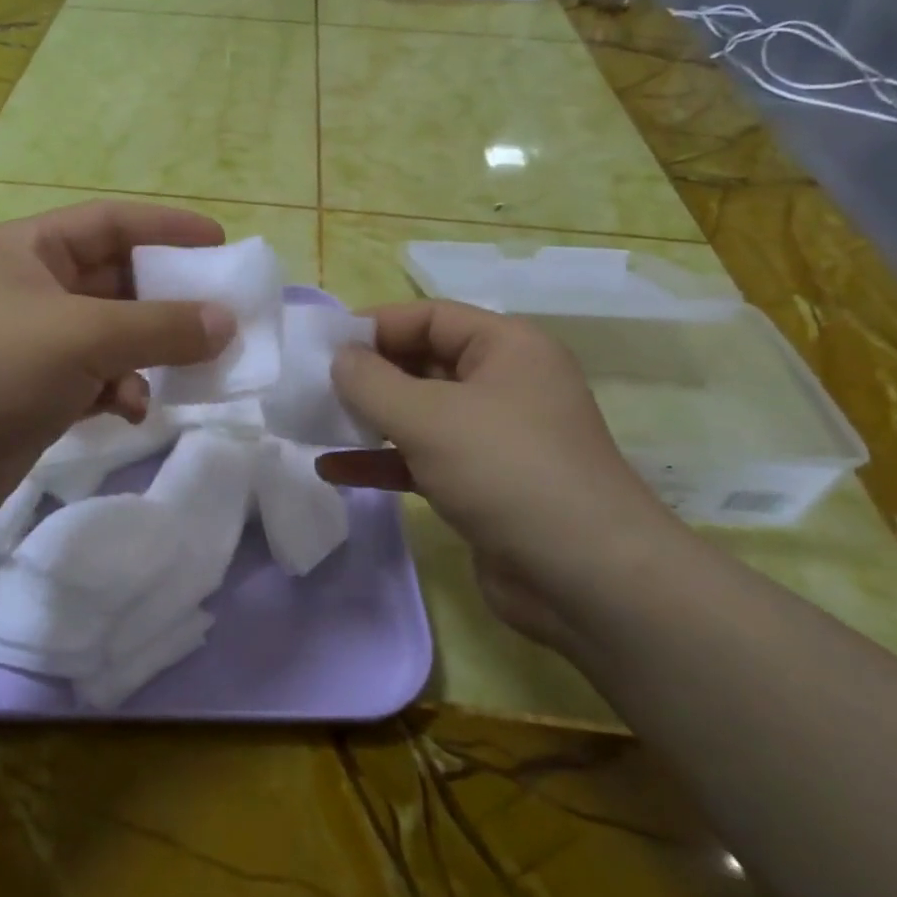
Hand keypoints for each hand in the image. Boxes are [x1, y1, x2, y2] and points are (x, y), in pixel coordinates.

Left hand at [0, 201, 235, 537]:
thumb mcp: (82, 336)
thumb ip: (160, 327)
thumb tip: (225, 323)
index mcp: (31, 250)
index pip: (112, 223)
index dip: (169, 229)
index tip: (222, 245)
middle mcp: (31, 289)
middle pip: (117, 282)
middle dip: (167, 301)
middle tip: (220, 317)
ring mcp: (31, 345)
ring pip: (111, 336)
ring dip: (147, 352)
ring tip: (186, 370)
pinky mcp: (33, 395)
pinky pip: (95, 380)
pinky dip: (119, 391)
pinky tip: (131, 410)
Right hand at [332, 301, 669, 651]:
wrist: (585, 579)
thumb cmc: (506, 471)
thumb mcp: (428, 417)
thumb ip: (371, 381)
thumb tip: (338, 358)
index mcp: (507, 347)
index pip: (429, 317)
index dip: (374, 326)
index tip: (322, 346)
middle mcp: (504, 384)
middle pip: (422, 363)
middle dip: (368, 375)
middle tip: (311, 386)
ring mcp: (494, 437)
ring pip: (419, 414)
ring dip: (368, 419)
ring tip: (314, 423)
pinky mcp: (482, 484)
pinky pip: (422, 458)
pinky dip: (381, 461)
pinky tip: (333, 469)